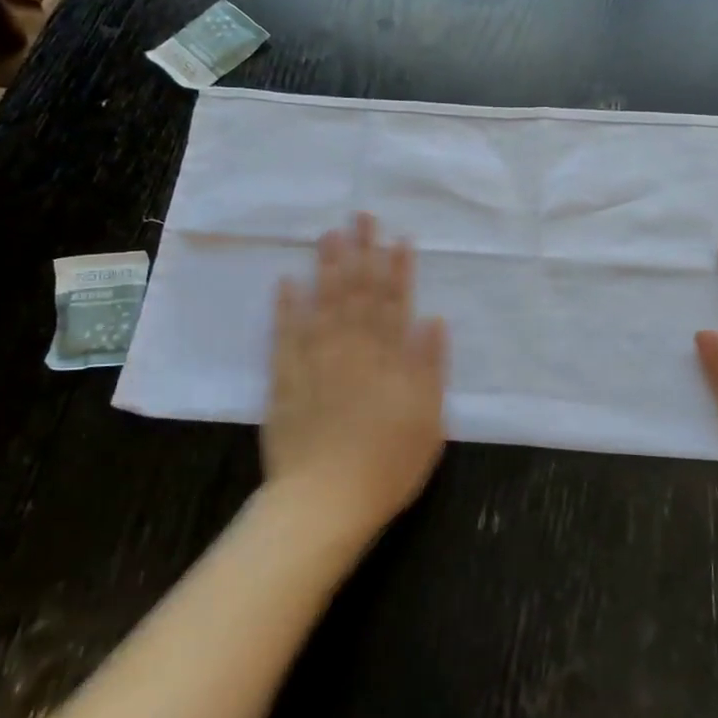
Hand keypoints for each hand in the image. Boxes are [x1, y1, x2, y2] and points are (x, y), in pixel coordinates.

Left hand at [261, 213, 447, 541]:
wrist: (325, 500)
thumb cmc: (387, 466)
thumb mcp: (428, 421)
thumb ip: (429, 368)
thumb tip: (433, 321)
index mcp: (389, 359)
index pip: (395, 303)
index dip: (398, 269)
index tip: (399, 238)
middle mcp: (353, 349)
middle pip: (358, 293)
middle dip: (363, 252)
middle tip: (361, 216)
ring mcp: (316, 361)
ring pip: (323, 303)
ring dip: (328, 267)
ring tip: (330, 234)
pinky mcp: (285, 378)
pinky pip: (285, 334)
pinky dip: (286, 306)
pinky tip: (287, 281)